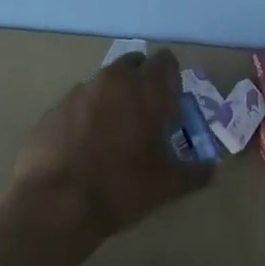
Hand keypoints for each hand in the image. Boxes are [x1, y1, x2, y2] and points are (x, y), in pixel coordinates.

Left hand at [0, 50, 209, 265]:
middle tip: (145, 117)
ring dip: (113, 98)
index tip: (171, 105)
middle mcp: (114, 79)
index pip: (166, 62)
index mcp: (146, 89)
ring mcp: (80, 91)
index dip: (171, 80)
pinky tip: (83, 147)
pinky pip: (78, 103)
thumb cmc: (121, 187)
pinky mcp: (54, 108)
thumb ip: (195, 171)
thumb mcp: (168, 185)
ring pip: (105, 83)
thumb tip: (210, 168)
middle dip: (142, 83)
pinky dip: (86, 116)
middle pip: (134, 65)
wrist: (56, 203)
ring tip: (112, 135)